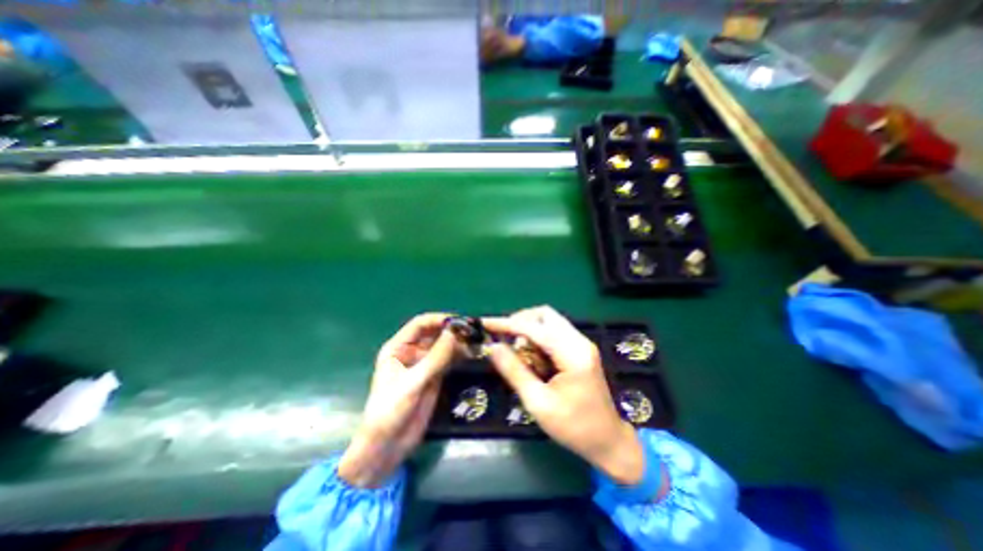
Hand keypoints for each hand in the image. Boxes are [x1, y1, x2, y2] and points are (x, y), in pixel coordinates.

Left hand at [339, 311, 457, 489]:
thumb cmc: (390, 411)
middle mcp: (412, 352)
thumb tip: (454, 332)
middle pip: (434, 333)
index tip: (460, 321)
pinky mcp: (434, 376)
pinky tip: (472, 354)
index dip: (439, 319)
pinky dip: (460, 356)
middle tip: (474, 331)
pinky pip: (448, 360)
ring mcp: (424, 364)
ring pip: (443, 346)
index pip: (420, 324)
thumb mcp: (413, 383)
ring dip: (458, 343)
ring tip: (477, 341)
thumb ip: (435, 358)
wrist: (387, 447)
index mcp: (398, 348)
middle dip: (452, 331)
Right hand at [483, 308, 650, 484]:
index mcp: (573, 354)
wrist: (609, 441)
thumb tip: (493, 347)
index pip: (535, 328)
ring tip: (517, 350)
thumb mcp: (538, 403)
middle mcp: (579, 341)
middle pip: (545, 314)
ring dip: (529, 329)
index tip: (486, 324)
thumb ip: (514, 371)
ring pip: (549, 320)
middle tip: (503, 339)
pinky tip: (531, 355)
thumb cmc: (574, 427)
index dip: (507, 324)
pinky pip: (554, 331)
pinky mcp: (580, 349)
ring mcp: (581, 343)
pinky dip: (538, 337)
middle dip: (520, 321)